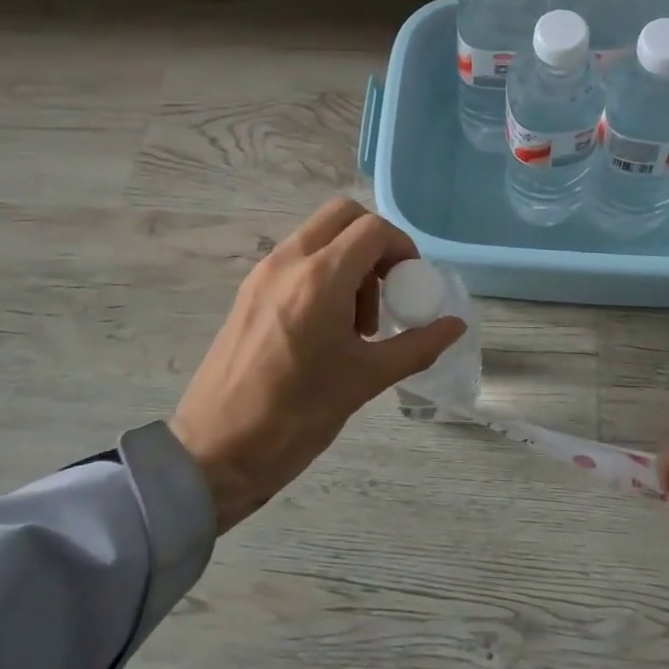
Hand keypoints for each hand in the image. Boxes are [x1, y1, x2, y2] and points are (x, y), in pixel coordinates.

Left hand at [171, 198, 464, 533]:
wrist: (213, 453)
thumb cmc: (296, 417)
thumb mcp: (365, 381)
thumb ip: (416, 346)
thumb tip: (455, 326)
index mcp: (320, 278)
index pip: (373, 229)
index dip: (402, 249)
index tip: (411, 285)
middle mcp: (289, 261)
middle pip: (343, 215)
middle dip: (374, 242)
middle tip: (386, 288)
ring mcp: (263, 272)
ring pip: (318, 234)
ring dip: (348, 258)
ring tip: (356, 321)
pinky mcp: (249, 290)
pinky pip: (296, 258)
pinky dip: (322, 270)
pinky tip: (326, 326)